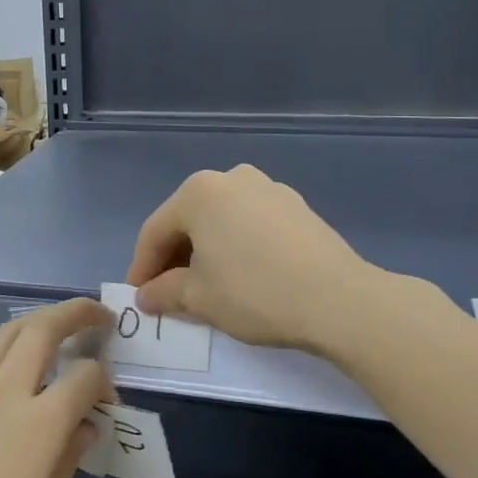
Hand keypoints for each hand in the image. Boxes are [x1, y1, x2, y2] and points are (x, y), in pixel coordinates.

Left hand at [0, 298, 111, 477]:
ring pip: (7, 334)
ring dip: (39, 320)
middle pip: (42, 329)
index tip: (108, 406)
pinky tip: (20, 375)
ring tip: (60, 325)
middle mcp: (5, 396)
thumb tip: (81, 429)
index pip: (84, 377)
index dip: (104, 383)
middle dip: (76, 313)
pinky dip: (12, 350)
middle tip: (101, 315)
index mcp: (38, 427)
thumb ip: (65, 470)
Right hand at [127, 164, 405, 354]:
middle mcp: (232, 178)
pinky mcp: (297, 207)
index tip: (138, 298)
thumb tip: (146, 296)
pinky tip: (241, 277)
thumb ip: (164, 292)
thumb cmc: (254, 293)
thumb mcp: (198, 298)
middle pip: (188, 221)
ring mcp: (269, 189)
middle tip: (166, 295)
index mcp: (199, 192)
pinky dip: (236, 248)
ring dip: (206, 253)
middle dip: (173, 259)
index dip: (142, 267)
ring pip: (221, 222)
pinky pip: (251, 225)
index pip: (155, 231)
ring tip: (205, 288)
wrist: (339, 300)